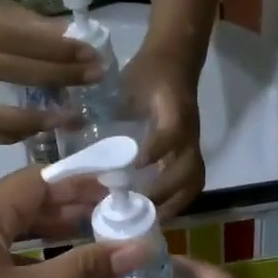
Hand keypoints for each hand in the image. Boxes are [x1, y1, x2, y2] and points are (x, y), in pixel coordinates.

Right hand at [0, 0, 101, 144]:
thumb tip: (73, 38)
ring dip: (36, 121)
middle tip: (95, 77)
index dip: (61, 49)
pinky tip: (36, 128)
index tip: (92, 53)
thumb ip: (31, 22)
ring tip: (69, 117)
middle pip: (19, 74)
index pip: (25, 41)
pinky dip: (10, 134)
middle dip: (62, 77)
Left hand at [0, 165, 145, 277]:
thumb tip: (139, 245)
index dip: (82, 181)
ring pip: (15, 235)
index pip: (39, 180)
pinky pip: (4, 262)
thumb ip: (87, 268)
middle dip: (72, 208)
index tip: (123, 188)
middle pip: (26, 204)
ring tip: (100, 242)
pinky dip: (36, 263)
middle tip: (120, 217)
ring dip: (55, 236)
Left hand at [122, 45, 204, 215]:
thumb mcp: (129, 82)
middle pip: (189, 170)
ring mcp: (192, 143)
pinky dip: (177, 198)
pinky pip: (191, 178)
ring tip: (149, 219)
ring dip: (175, 203)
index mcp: (173, 110)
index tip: (134, 167)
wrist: (176, 57)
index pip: (171, 134)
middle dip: (165, 192)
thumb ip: (115, 106)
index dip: (155, 151)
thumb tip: (83, 130)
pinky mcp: (190, 149)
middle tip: (137, 209)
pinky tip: (156, 210)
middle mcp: (188, 131)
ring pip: (194, 180)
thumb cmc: (149, 71)